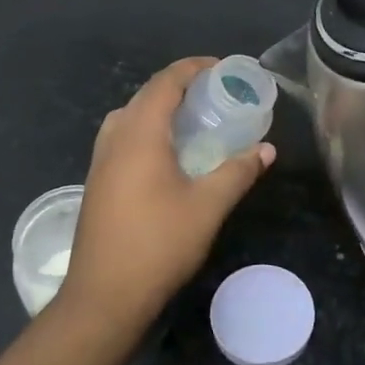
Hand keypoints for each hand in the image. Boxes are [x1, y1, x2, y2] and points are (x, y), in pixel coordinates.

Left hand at [61, 57, 274, 330]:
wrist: (103, 296)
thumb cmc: (158, 245)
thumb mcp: (207, 206)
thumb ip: (238, 172)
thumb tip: (267, 149)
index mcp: (139, 133)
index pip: (165, 81)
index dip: (194, 68)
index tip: (222, 69)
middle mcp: (115, 137)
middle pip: (146, 94)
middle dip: (180, 86)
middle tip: (215, 94)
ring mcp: (100, 160)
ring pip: (131, 116)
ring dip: (162, 108)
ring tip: (195, 119)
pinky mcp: (97, 181)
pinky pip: (124, 137)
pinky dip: (148, 129)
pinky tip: (169, 153)